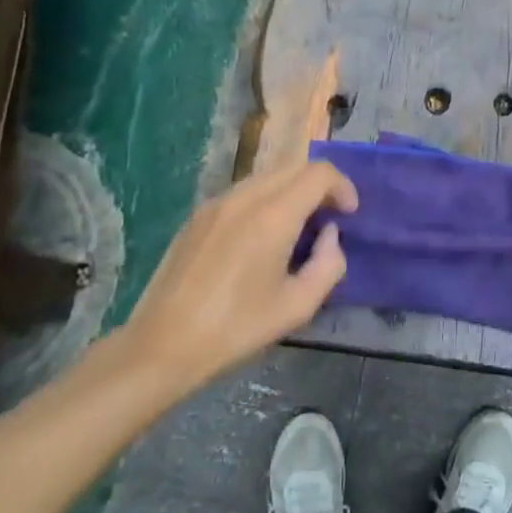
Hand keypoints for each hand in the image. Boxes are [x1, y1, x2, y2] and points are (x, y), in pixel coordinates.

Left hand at [115, 161, 357, 402]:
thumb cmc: (235, 329)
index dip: (342, 186)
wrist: (162, 345)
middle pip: (293, 167)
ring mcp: (216, 203)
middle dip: (319, 185)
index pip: (318, 173)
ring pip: (267, 176)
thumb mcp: (297, 307)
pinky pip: (243, 192)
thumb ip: (328, 265)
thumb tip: (328, 236)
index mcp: (273, 216)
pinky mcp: (198, 216)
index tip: (350, 214)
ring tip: (298, 228)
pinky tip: (262, 237)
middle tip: (330, 217)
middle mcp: (245, 197)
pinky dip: (266, 200)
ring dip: (292, 191)